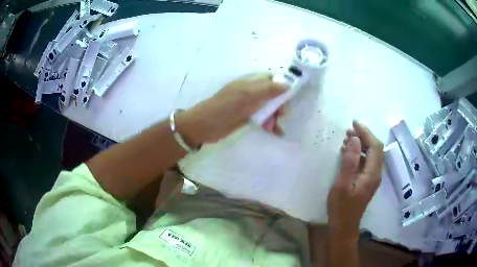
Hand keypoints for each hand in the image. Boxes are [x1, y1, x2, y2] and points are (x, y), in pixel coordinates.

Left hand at [177, 73, 286, 144]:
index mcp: (250, 82)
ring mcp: (248, 105)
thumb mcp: (247, 96)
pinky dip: (269, 124)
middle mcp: (251, 92)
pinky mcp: (247, 118)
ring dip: (274, 116)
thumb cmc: (225, 107)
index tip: (289, 97)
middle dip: (279, 104)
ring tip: (274, 127)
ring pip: (268, 107)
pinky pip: (262, 118)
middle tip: (281, 115)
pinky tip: (273, 132)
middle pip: (272, 94)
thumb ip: (267, 89)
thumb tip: (288, 85)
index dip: (281, 85)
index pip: (270, 78)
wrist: (205, 126)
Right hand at [327, 121, 383, 240]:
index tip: (354, 123)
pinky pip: (367, 162)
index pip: (375, 146)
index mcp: (372, 174)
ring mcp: (372, 178)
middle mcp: (376, 174)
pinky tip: (348, 152)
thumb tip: (355, 140)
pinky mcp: (367, 181)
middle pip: (376, 149)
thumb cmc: (341, 207)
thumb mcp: (342, 185)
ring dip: (362, 144)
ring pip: (372, 155)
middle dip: (364, 136)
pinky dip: (360, 153)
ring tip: (347, 139)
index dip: (366, 132)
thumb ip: (350, 162)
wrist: (344, 226)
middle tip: (348, 131)